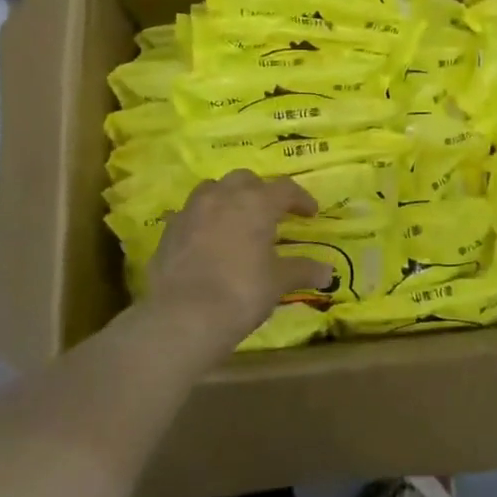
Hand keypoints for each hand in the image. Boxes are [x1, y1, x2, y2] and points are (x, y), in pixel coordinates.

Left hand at [145, 171, 329, 356]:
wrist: (183, 316)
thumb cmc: (241, 292)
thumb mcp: (278, 282)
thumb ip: (303, 270)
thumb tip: (327, 272)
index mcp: (256, 203)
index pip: (285, 189)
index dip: (301, 199)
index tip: (310, 214)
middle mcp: (223, 197)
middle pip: (246, 180)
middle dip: (261, 192)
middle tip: (270, 214)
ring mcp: (192, 210)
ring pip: (213, 189)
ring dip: (228, 198)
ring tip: (236, 220)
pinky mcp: (169, 229)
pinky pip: (190, 214)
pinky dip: (203, 219)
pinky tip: (207, 240)